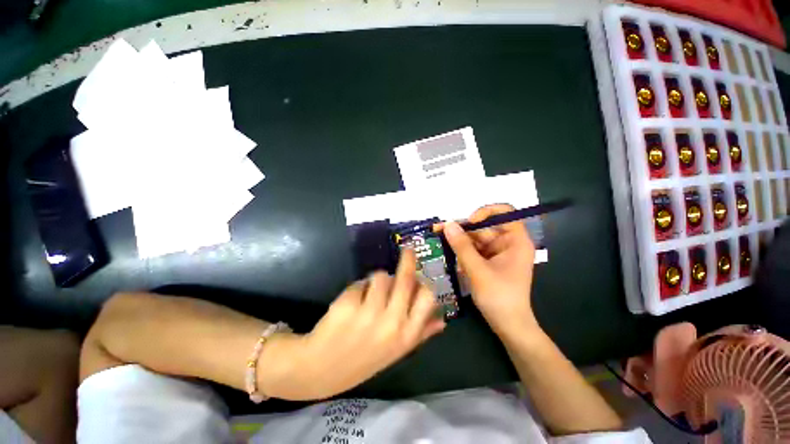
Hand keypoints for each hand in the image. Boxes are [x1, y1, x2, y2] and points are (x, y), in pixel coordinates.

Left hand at [263, 250, 444, 399]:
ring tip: (370, 291)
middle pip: (406, 279)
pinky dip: (359, 287)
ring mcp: (369, 313)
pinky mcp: (348, 304)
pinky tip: (353, 301)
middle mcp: (391, 323)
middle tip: (407, 250)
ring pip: (382, 276)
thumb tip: (442, 320)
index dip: (423, 282)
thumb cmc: (362, 359)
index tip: (419, 275)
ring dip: (377, 279)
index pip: (427, 297)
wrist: (320, 370)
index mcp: (406, 335)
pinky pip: (361, 282)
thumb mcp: (396, 352)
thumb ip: (421, 334)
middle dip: (408, 259)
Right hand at [441, 204, 538, 335]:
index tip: (469, 223)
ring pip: (476, 238)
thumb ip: (462, 246)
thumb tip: (447, 224)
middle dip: (463, 229)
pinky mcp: (489, 261)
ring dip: (459, 240)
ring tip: (439, 238)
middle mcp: (508, 243)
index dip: (486, 212)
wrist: (508, 325)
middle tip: (440, 230)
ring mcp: (498, 252)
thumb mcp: (477, 270)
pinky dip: (462, 250)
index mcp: (516, 241)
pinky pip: (474, 249)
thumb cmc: (499, 297)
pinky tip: (448, 250)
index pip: (505, 212)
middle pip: (484, 226)